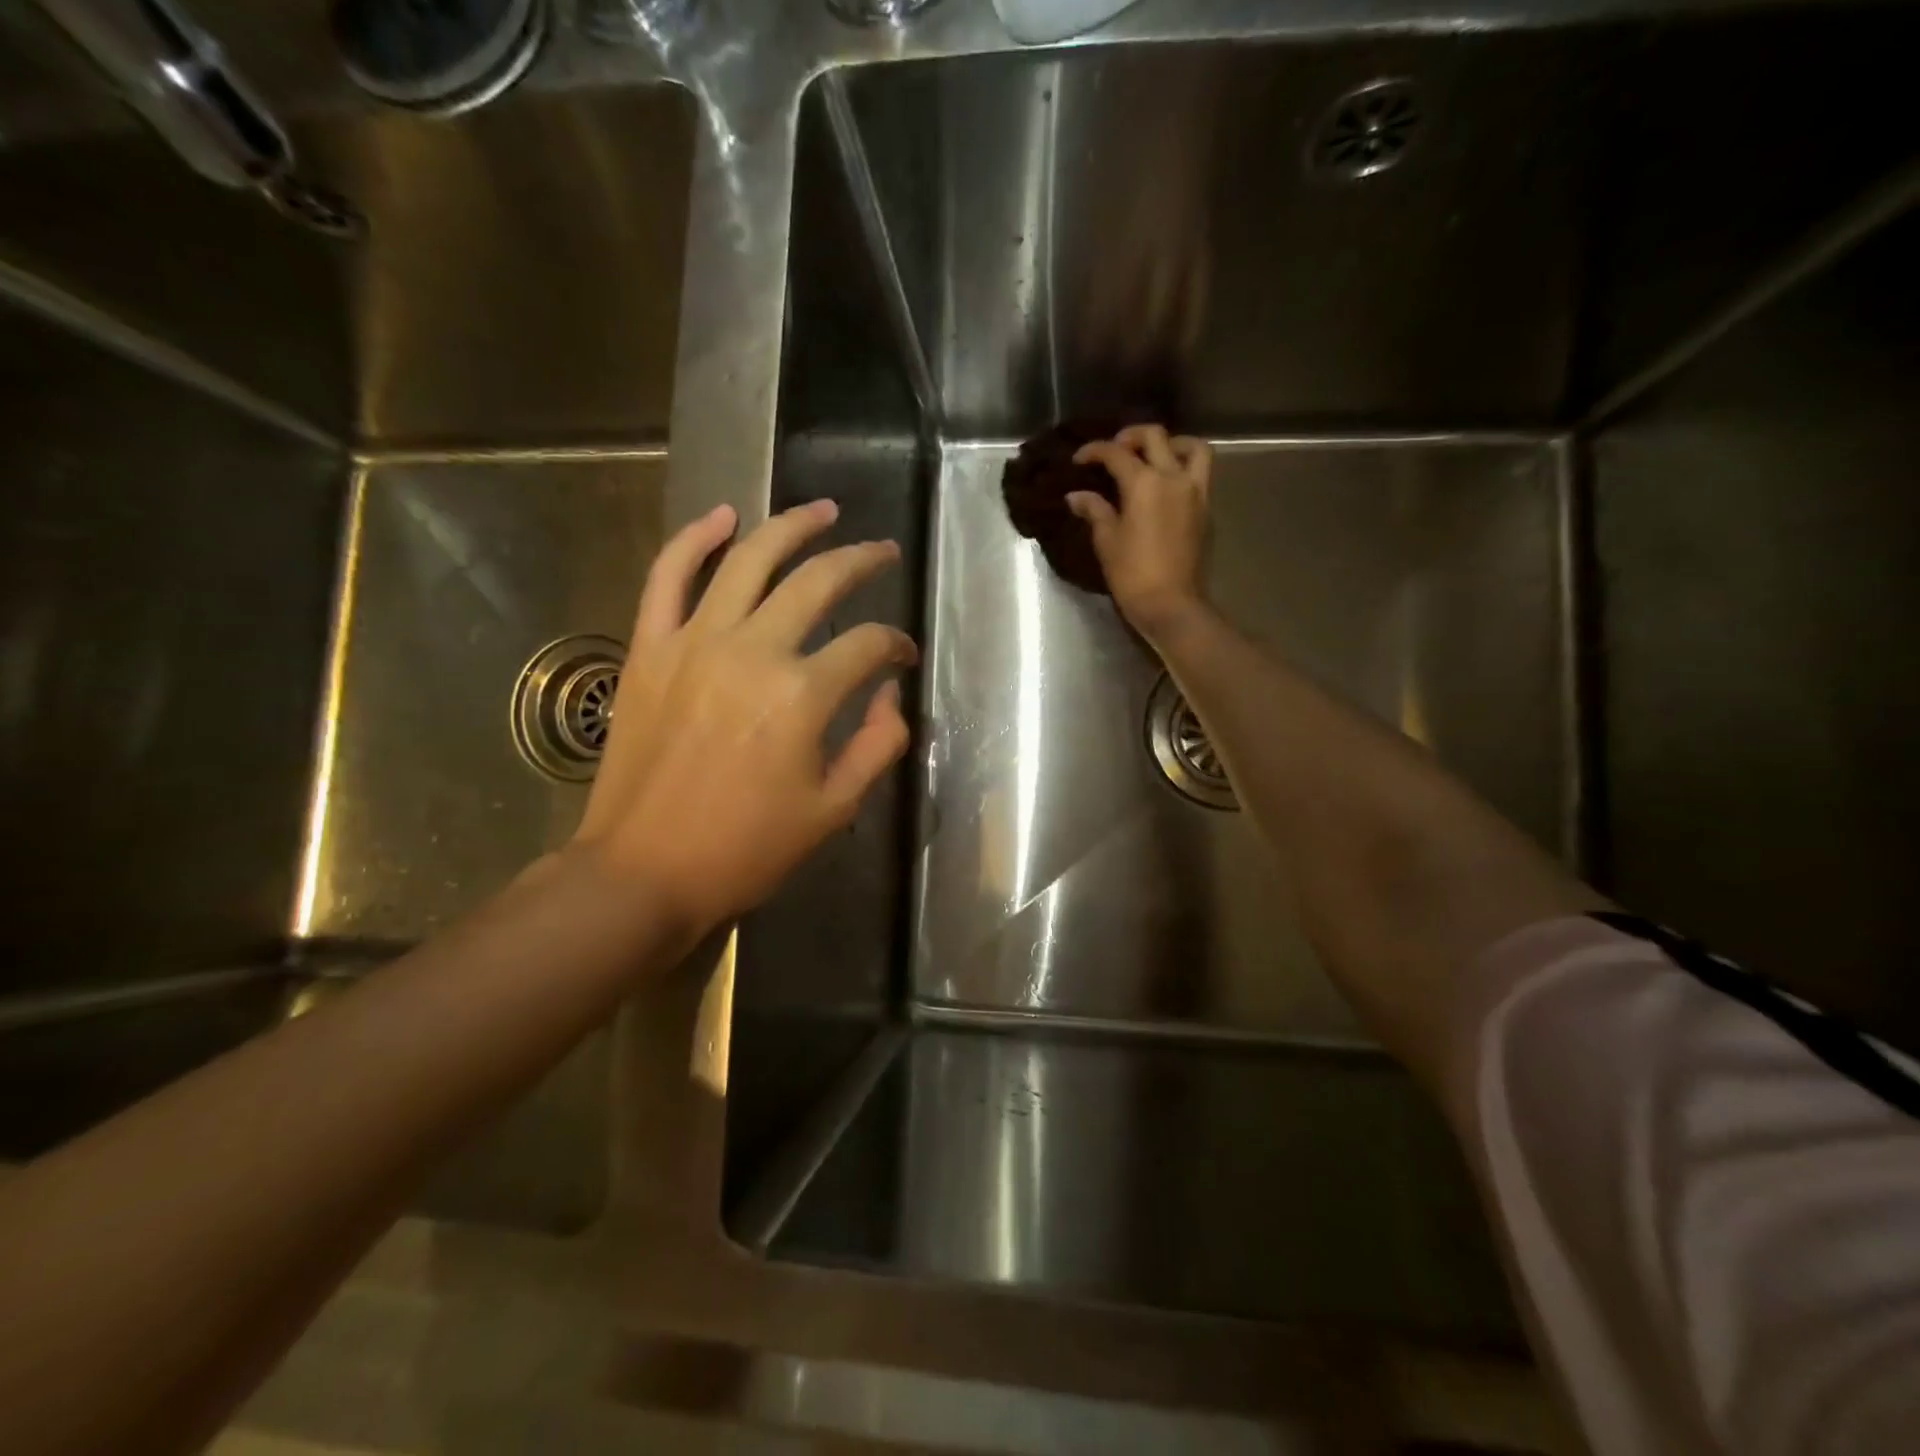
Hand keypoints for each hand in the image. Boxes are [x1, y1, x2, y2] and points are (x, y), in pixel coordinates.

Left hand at [570, 500, 916, 935]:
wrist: (643, 872)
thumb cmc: (746, 850)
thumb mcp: (834, 809)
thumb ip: (878, 745)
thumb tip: (892, 697)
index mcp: (803, 696)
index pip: (868, 646)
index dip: (895, 646)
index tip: (902, 656)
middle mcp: (753, 651)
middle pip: (818, 582)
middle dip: (860, 561)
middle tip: (882, 552)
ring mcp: (694, 642)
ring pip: (749, 559)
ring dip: (791, 526)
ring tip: (822, 510)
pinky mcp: (649, 648)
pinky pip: (668, 575)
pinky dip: (695, 538)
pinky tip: (725, 515)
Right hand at [1068, 424, 1212, 638]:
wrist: (1171, 604)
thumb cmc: (1132, 574)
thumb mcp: (1107, 541)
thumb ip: (1095, 511)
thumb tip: (1077, 496)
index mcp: (1144, 483)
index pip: (1116, 454)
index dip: (1094, 451)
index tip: (1079, 459)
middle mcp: (1173, 477)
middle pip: (1155, 437)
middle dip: (1131, 436)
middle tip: (1115, 449)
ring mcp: (1195, 492)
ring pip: (1192, 448)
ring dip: (1172, 444)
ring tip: (1155, 456)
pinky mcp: (1206, 509)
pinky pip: (1199, 474)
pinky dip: (1183, 468)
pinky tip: (1166, 486)